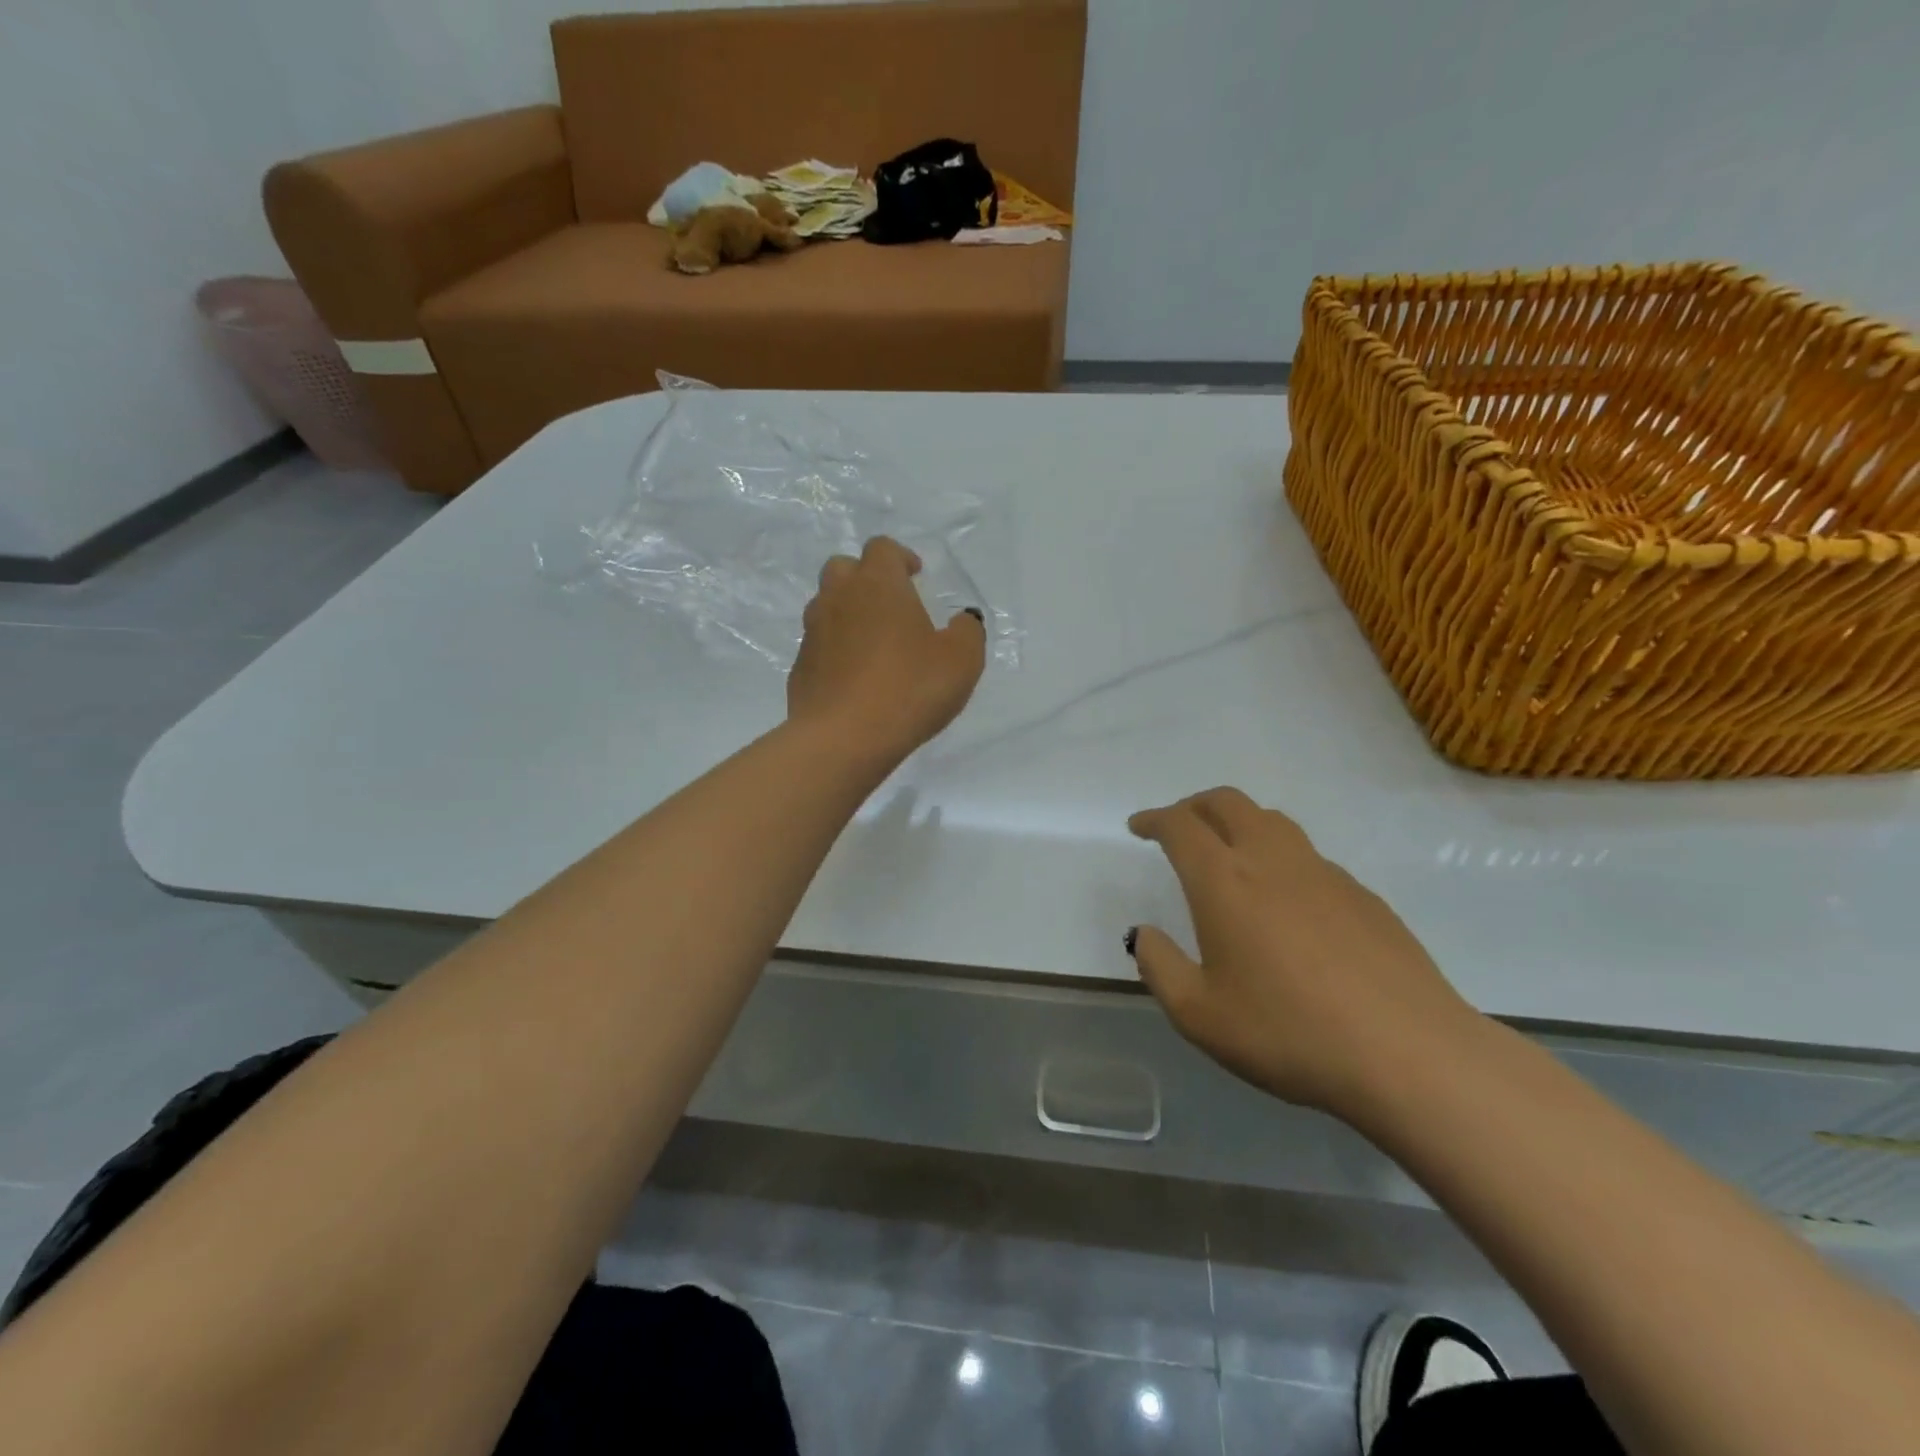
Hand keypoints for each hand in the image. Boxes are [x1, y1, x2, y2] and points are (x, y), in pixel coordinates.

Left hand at [788, 537, 986, 761]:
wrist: (843, 738)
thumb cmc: (909, 689)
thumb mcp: (961, 661)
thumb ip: (967, 632)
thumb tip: (962, 620)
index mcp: (878, 584)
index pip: (882, 548)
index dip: (900, 557)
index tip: (916, 576)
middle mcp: (839, 598)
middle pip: (844, 568)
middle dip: (866, 578)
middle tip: (892, 605)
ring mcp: (813, 632)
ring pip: (827, 605)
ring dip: (848, 613)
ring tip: (874, 643)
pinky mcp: (800, 667)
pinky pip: (819, 645)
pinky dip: (836, 650)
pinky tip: (855, 678)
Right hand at [1127, 787, 1484, 1117]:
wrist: (1410, 1055)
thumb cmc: (1289, 1034)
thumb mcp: (1199, 1015)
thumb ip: (1160, 967)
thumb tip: (1145, 933)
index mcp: (1224, 882)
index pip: (1181, 826)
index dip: (1154, 819)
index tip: (1139, 827)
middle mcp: (1272, 861)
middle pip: (1228, 803)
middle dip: (1194, 806)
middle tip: (1178, 828)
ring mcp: (1324, 874)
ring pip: (1272, 821)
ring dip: (1239, 822)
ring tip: (1228, 854)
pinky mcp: (1363, 895)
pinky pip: (1308, 857)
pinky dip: (1279, 857)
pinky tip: (1285, 904)